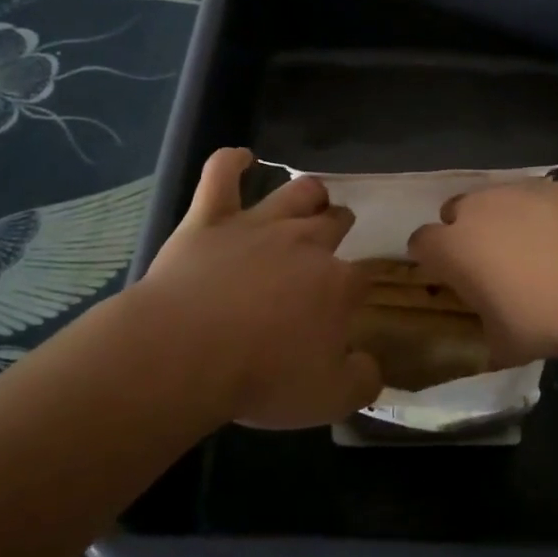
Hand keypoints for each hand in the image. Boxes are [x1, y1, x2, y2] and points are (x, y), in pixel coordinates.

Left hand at [139, 148, 380, 427]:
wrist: (187, 352)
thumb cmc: (262, 378)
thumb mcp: (328, 399)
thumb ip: (361, 381)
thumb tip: (370, 366)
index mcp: (336, 284)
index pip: (362, 276)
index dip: (361, 284)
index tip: (355, 296)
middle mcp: (305, 243)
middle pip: (334, 222)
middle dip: (340, 225)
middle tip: (336, 234)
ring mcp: (257, 225)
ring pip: (294, 193)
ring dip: (308, 192)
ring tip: (312, 196)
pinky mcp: (209, 218)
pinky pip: (221, 174)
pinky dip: (232, 161)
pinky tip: (241, 157)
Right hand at [406, 181, 557, 365]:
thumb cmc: (548, 314)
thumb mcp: (512, 346)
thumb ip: (493, 339)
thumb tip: (496, 344)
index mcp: (455, 247)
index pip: (421, 242)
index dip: (431, 258)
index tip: (447, 275)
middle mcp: (481, 208)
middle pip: (457, 209)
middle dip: (467, 230)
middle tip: (492, 261)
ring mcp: (524, 190)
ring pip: (503, 199)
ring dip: (511, 220)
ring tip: (542, 252)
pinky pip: (547, 199)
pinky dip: (553, 216)